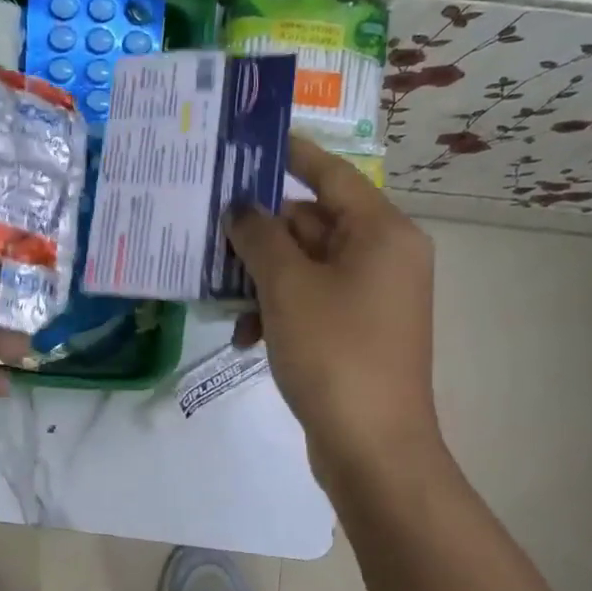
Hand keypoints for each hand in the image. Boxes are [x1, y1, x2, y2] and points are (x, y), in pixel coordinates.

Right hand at [225, 136, 442, 486]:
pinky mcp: (356, 332)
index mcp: (382, 233)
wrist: (372, 447)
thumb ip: (259, 237)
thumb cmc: (334, 352)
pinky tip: (244, 338)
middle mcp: (383, 257)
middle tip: (208, 232)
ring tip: (221, 298)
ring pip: (305, 267)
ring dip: (261, 280)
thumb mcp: (287, 288)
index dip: (290, 155)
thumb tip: (241, 208)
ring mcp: (372, 297)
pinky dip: (277, 311)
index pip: (331, 175)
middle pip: (313, 223)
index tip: (248, 143)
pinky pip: (311, 302)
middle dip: (261, 233)